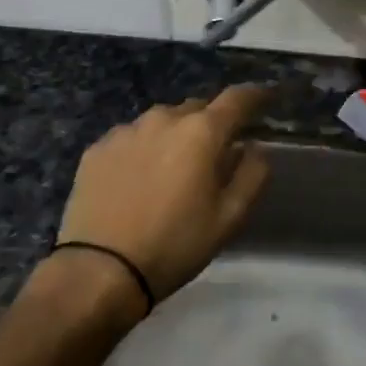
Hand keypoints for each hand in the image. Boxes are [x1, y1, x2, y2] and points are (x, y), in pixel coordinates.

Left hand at [54, 85, 272, 303]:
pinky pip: (132, 138)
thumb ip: (252, 175)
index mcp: (201, 133)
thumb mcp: (229, 218)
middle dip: (212, 123)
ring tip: (174, 169)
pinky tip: (139, 179)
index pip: (237, 98)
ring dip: (176, 136)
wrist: (100, 271)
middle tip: (216, 153)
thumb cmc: (174, 245)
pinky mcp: (97, 148)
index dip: (257, 94)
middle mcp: (163, 119)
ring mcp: (125, 131)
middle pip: (198, 108)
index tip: (268, 97)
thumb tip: (254, 148)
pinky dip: (144, 149)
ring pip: (162, 122)